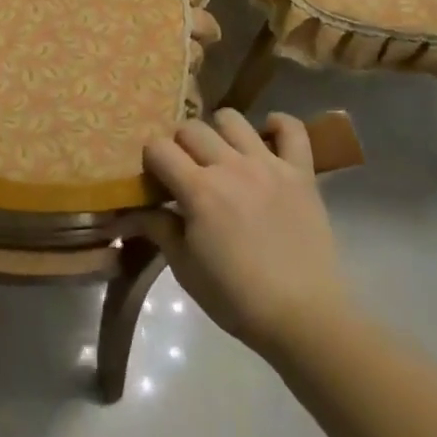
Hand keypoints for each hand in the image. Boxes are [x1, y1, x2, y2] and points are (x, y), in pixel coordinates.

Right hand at [143, 109, 343, 356]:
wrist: (304, 317)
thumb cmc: (236, 298)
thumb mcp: (185, 269)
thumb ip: (159, 229)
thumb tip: (133, 211)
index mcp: (198, 190)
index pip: (159, 148)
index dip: (151, 160)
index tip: (155, 181)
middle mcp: (230, 166)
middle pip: (192, 128)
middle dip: (180, 145)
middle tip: (186, 171)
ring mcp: (269, 165)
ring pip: (232, 119)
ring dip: (219, 132)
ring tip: (222, 156)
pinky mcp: (301, 173)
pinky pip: (293, 130)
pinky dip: (278, 125)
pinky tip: (266, 138)